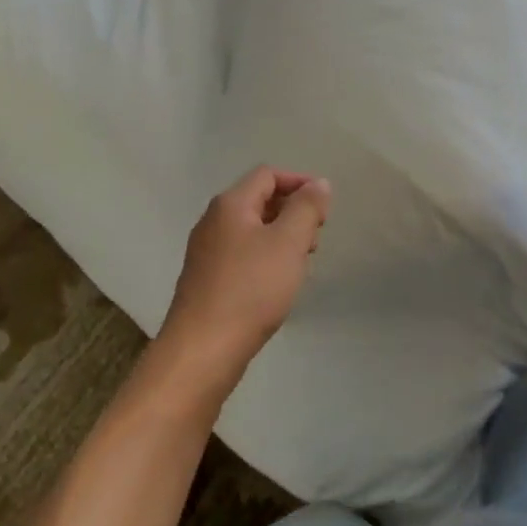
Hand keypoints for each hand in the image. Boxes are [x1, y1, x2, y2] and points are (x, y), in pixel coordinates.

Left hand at [158, 166, 331, 387]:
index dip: (299, 183)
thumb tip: (319, 183)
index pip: (268, 175)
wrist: (202, 351)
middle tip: (315, 239)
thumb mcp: (288, 243)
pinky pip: (242, 255)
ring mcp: (206, 252)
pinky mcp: (206, 280)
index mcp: (230, 204)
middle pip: (259, 200)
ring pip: (251, 230)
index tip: (324, 208)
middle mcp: (213, 221)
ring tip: (301, 264)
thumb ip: (306, 208)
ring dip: (281, 238)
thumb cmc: (250, 290)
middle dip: (292, 212)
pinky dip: (265, 259)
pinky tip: (277, 284)